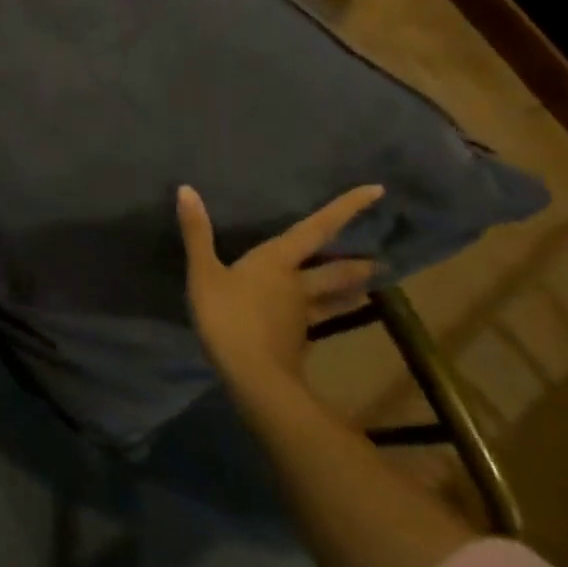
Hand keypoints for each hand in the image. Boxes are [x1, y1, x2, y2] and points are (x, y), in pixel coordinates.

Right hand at [176, 183, 383, 395]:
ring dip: (350, 292)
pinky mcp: (298, 342)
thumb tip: (186, 189)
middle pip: (335, 270)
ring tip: (367, 286)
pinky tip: (320, 325)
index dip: (346, 208)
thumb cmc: (228, 318)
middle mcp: (297, 284)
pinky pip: (316, 325)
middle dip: (357, 263)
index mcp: (278, 261)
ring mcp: (302, 315)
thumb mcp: (204, 273)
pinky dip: (324, 319)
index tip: (377, 190)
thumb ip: (197, 233)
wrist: (253, 378)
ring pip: (333, 299)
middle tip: (380, 260)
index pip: (317, 228)